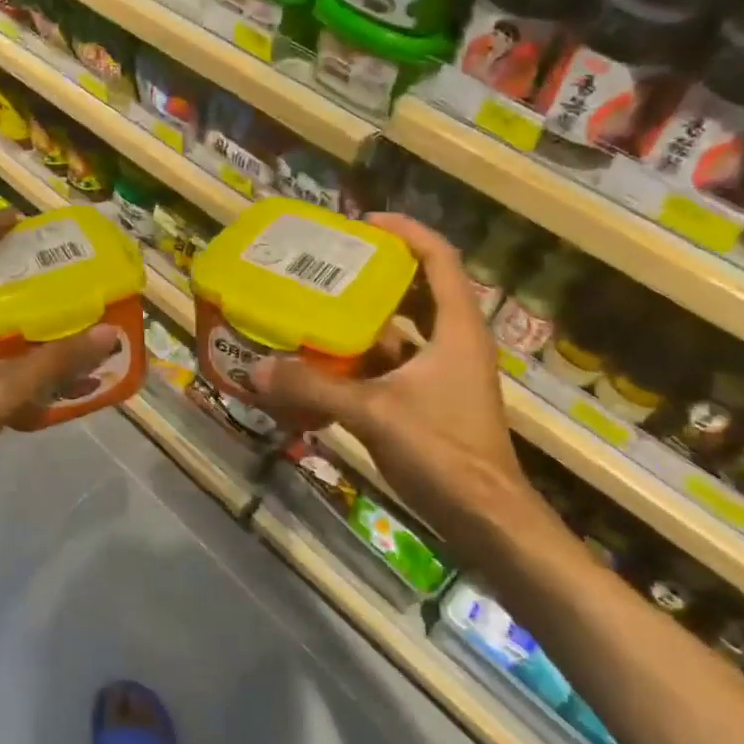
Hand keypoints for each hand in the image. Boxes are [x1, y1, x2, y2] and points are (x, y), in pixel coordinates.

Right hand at [248, 214, 549, 551]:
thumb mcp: (373, 412)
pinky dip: (361, 361)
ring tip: (317, 309)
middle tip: (329, 266)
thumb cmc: (443, 452)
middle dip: (376, 274)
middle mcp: (453, 343)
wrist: (487, 520)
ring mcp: (443, 375)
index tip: (364, 223)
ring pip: (401, 332)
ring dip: (364, 321)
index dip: (406, 232)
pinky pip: (392, 367)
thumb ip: (314, 388)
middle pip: (417, 290)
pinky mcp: (430, 402)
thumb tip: (256, 368)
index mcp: (456, 329)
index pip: (439, 259)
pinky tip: (324, 366)